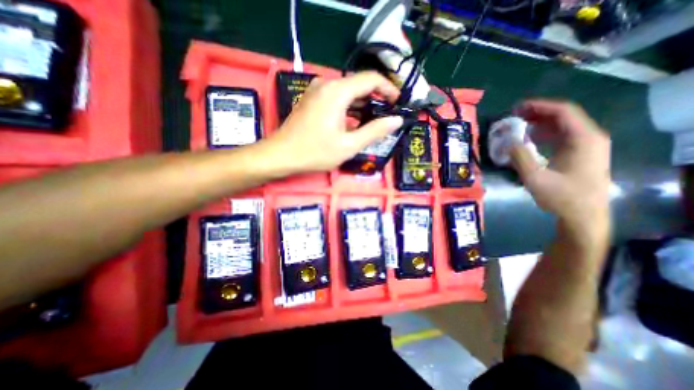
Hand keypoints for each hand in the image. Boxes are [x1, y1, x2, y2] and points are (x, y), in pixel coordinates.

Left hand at [263, 69, 404, 172]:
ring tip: (374, 121)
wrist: (281, 155)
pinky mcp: (312, 99)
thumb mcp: (349, 145)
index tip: (398, 104)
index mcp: (338, 91)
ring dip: (363, 104)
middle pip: (359, 84)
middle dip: (376, 98)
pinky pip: (337, 98)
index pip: (371, 79)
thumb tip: (396, 120)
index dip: (389, 89)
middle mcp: (327, 84)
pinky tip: (355, 122)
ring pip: (348, 92)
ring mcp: (317, 90)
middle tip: (388, 116)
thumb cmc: (315, 152)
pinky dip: (350, 108)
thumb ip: (375, 131)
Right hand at [508, 99, 611, 230]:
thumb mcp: (535, 178)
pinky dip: (545, 134)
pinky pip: (562, 136)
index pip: (563, 112)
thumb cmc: (562, 197)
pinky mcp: (581, 154)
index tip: (517, 107)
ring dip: (540, 123)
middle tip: (513, 115)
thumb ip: (520, 157)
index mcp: (583, 139)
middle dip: (537, 113)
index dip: (539, 106)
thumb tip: (508, 142)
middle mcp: (589, 137)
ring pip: (563, 126)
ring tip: (518, 125)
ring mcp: (587, 145)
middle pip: (564, 116)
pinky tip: (529, 138)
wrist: (584, 215)